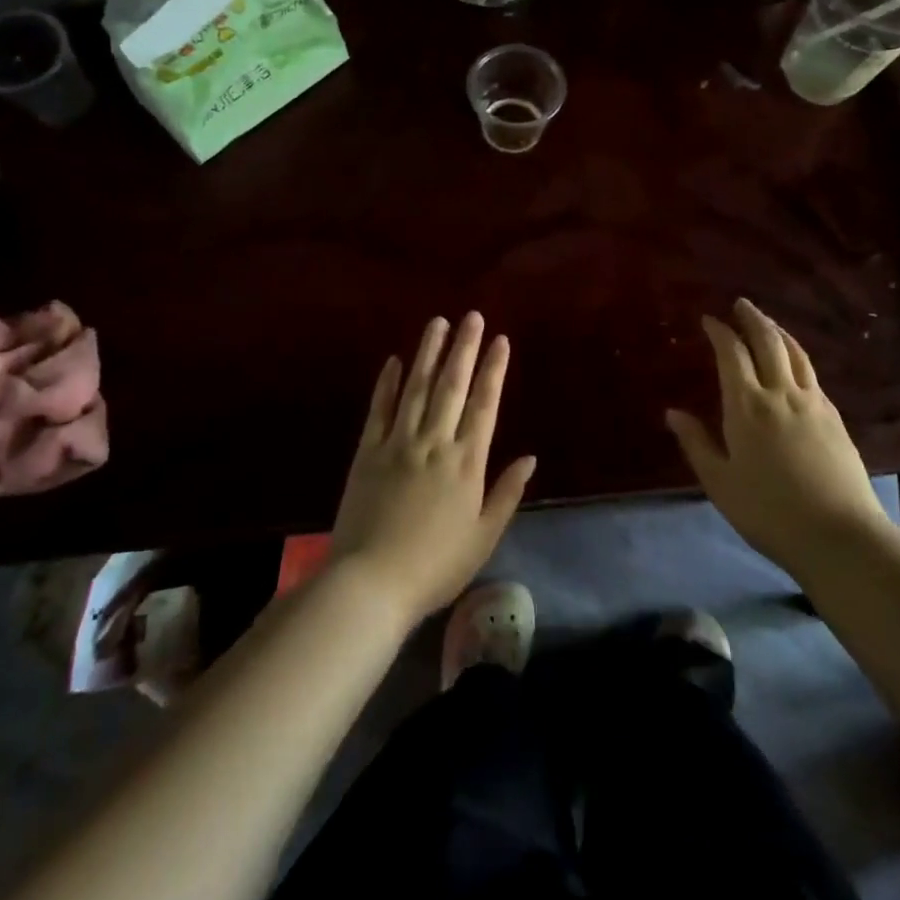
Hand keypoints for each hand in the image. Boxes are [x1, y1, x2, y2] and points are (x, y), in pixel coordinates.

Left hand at [329, 313, 535, 625]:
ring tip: (438, 323)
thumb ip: (507, 493)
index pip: (484, 405)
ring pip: (416, 387)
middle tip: (471, 316)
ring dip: (428, 353)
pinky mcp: (368, 452)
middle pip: (452, 386)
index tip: (500, 340)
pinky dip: (387, 383)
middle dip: (464, 348)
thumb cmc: (436, 566)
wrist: (371, 583)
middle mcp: (434, 442)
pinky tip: (394, 360)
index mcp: (466, 462)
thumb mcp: (483, 536)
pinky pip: (379, 409)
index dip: (494, 370)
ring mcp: (398, 443)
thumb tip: (531, 457)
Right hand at [666, 298, 886, 573]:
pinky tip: (795, 366)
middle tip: (741, 304)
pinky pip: (812, 374)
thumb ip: (696, 443)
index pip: (732, 354)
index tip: (709, 319)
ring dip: (778, 332)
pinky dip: (798, 357)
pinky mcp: (835, 418)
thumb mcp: (720, 483)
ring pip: (796, 353)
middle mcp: (781, 393)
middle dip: (752, 318)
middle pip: (768, 342)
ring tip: (768, 323)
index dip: (720, 332)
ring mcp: (813, 403)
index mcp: (747, 406)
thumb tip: (672, 413)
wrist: (840, 535)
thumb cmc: (768, 511)